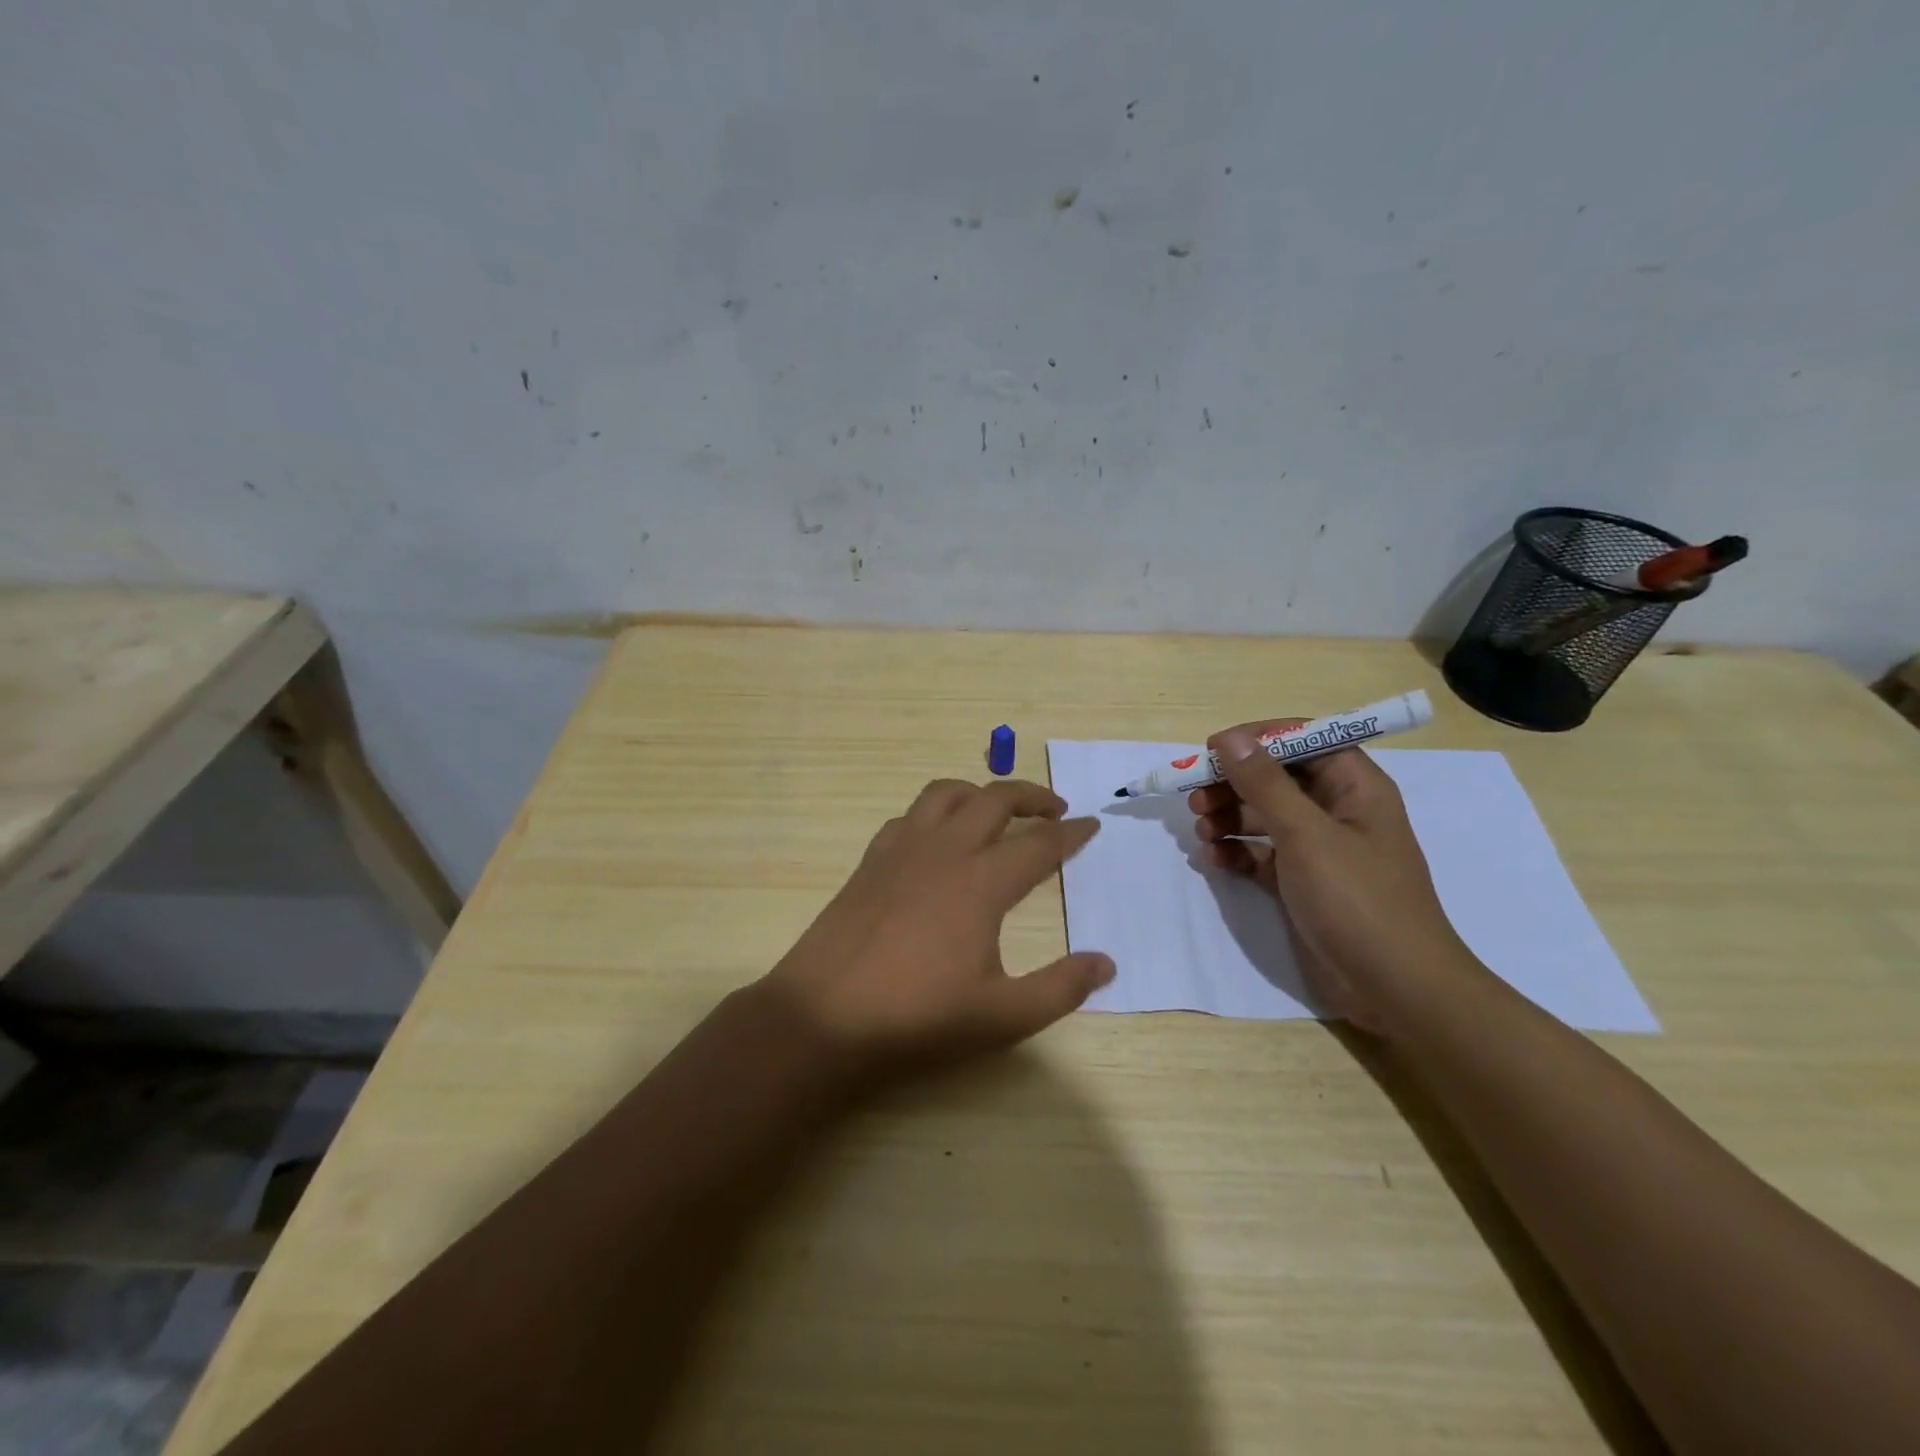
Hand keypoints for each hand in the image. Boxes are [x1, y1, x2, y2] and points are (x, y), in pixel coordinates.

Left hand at [763, 778, 1112, 1081]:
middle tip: (1056, 808)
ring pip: (946, 794)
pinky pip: (909, 815)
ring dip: (980, 792)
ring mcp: (902, 850)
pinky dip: (935, 812)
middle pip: (995, 799)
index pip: (1039, 843)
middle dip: (1032, 796)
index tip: (1092, 825)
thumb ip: (1061, 988)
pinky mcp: (871, 860)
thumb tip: (1106, 963)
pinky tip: (937, 837)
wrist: (824, 1016)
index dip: (1071, 833)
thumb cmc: (917, 1017)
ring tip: (997, 809)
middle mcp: (944, 851)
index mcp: (981, 882)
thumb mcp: (1002, 1016)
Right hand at [1188, 720, 1471, 1032]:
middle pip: (1276, 778)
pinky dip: (1236, 853)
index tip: (1213, 750)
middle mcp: (1337, 811)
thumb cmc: (1357, 899)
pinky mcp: (1302, 883)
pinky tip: (1215, 860)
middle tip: (1195, 798)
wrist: (1395, 989)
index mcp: (1354, 787)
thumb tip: (1230, 738)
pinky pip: (1261, 854)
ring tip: (1202, 831)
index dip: (1258, 739)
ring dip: (1229, 818)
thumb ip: (1264, 783)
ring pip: (1264, 816)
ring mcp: (1319, 849)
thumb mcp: (1306, 834)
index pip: (1303, 740)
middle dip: (1234, 783)